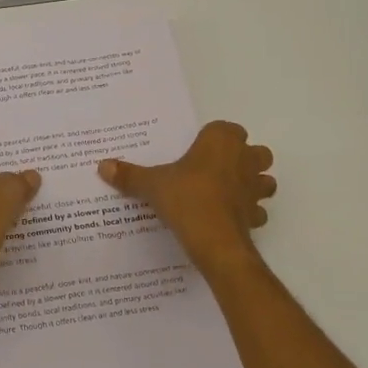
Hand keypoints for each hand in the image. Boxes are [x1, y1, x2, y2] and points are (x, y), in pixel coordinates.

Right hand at [99, 120, 274, 268]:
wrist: (213, 239)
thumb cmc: (185, 197)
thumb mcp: (151, 184)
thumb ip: (129, 174)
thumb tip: (102, 165)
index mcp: (221, 141)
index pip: (226, 128)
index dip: (215, 138)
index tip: (198, 150)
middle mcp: (244, 159)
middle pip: (255, 151)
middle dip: (243, 159)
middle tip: (216, 170)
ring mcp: (255, 188)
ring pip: (265, 180)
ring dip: (253, 185)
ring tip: (228, 194)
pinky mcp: (256, 214)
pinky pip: (257, 210)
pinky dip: (248, 213)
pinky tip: (229, 219)